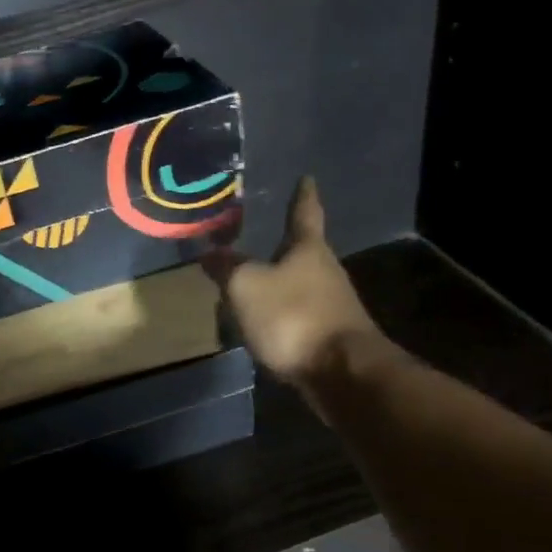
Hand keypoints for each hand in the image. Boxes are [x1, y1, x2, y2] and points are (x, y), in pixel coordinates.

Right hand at [202, 177, 394, 391]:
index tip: (307, 179)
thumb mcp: (246, 286)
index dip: (303, 196)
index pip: (304, 213)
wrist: (341, 372)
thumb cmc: (293, 316)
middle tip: (263, 239)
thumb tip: (209, 252)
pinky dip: (282, 316)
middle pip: (305, 253)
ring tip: (254, 287)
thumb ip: (227, 268)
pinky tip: (265, 326)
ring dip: (280, 285)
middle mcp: (326, 272)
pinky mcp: (330, 337)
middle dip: (285, 247)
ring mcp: (333, 306)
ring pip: (301, 287)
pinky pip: (299, 317)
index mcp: (309, 250)